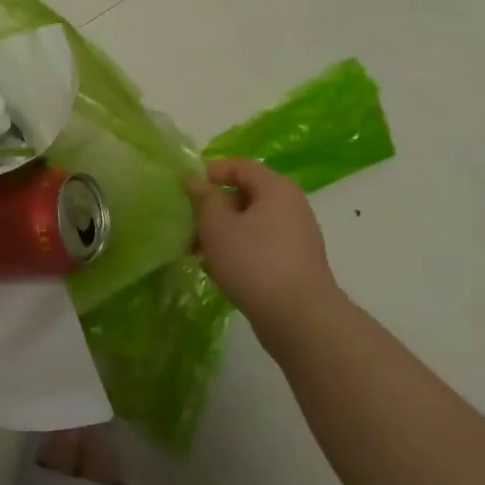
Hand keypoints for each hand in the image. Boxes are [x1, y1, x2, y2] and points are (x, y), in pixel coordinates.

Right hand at [186, 158, 339, 344]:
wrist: (300, 319)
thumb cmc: (254, 262)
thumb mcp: (217, 226)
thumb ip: (203, 198)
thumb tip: (194, 178)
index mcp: (276, 188)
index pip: (239, 165)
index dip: (210, 172)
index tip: (185, 192)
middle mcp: (290, 206)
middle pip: (244, 194)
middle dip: (211, 208)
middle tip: (187, 225)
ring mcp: (294, 236)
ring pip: (249, 223)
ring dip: (220, 232)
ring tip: (195, 252)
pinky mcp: (293, 263)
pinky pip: (259, 245)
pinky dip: (237, 251)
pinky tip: (216, 270)